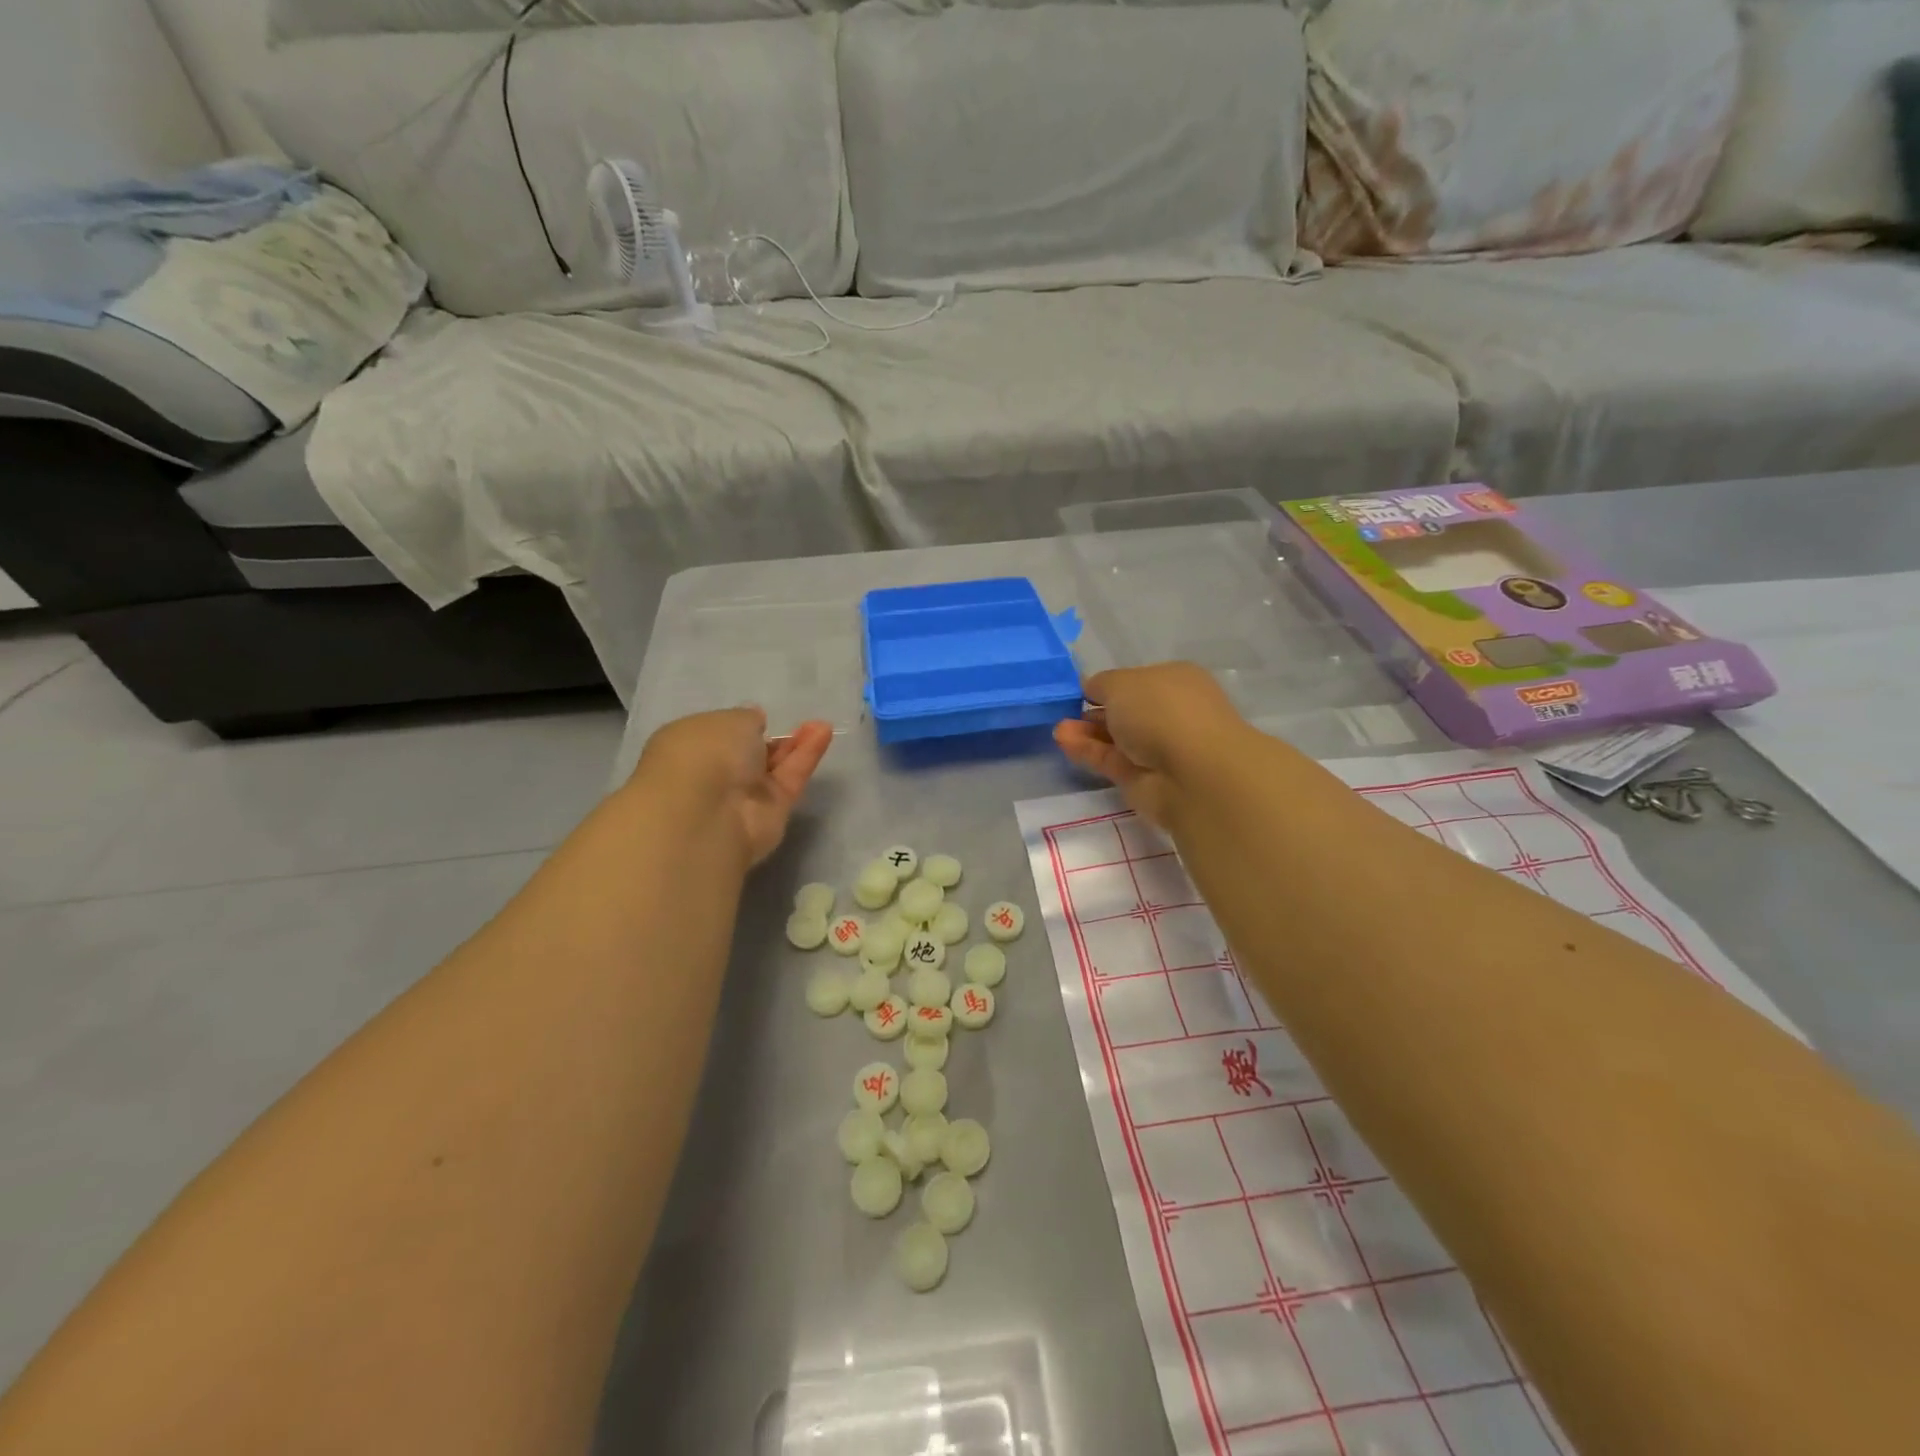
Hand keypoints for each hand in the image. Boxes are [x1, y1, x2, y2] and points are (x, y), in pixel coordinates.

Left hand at [637, 708, 833, 865]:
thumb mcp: (729, 719)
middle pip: (747, 754)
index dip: (735, 726)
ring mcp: (742, 796)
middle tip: (790, 722)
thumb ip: (747, 719)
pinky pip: (791, 778)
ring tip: (820, 723)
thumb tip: (754, 720)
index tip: (756, 717)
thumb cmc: (705, 753)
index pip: (714, 735)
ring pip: (773, 767)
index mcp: (686, 748)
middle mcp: (713, 774)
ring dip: (794, 745)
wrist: (710, 812)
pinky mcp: (772, 812)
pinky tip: (824, 732)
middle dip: (768, 738)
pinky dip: (807, 756)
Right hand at [1054, 663, 1249, 827]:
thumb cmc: (1162, 711)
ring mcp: (1158, 748)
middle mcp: (1170, 713)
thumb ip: (1100, 684)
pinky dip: (1087, 751)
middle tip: (1064, 712)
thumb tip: (1090, 688)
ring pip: (1116, 738)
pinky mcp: (1143, 779)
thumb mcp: (1121, 682)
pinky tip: (1064, 742)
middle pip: (1126, 711)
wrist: (1194, 773)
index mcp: (1175, 680)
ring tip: (1058, 729)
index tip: (1080, 690)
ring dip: (1087, 732)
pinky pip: (1110, 760)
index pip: (1137, 680)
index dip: (1109, 685)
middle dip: (1095, 710)